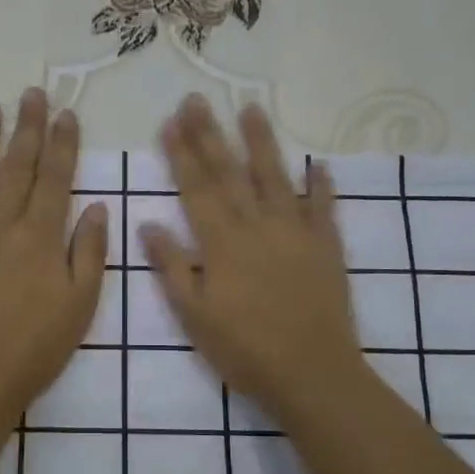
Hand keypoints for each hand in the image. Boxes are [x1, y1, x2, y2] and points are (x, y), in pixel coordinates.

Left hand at [0, 88, 108, 424]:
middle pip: (16, 168)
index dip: (62, 144)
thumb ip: (90, 253)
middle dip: (26, 128)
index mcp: (40, 237)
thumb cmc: (36, 346)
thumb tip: (97, 208)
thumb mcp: (80, 305)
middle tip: (30, 94)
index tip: (65, 113)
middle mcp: (1, 226)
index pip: (54, 178)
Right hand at [141, 96, 366, 425]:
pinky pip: (324, 208)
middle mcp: (257, 226)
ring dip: (262, 142)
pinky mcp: (326, 247)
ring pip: (276, 178)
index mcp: (222, 243)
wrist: (312, 373)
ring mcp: (296, 232)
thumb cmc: (244, 350)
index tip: (170, 122)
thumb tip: (148, 224)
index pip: (197, 188)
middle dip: (210, 134)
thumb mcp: (194, 315)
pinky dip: (322, 185)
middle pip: (230, 173)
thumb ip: (172, 267)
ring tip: (251, 109)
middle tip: (196, 100)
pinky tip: (319, 164)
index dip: (182, 154)